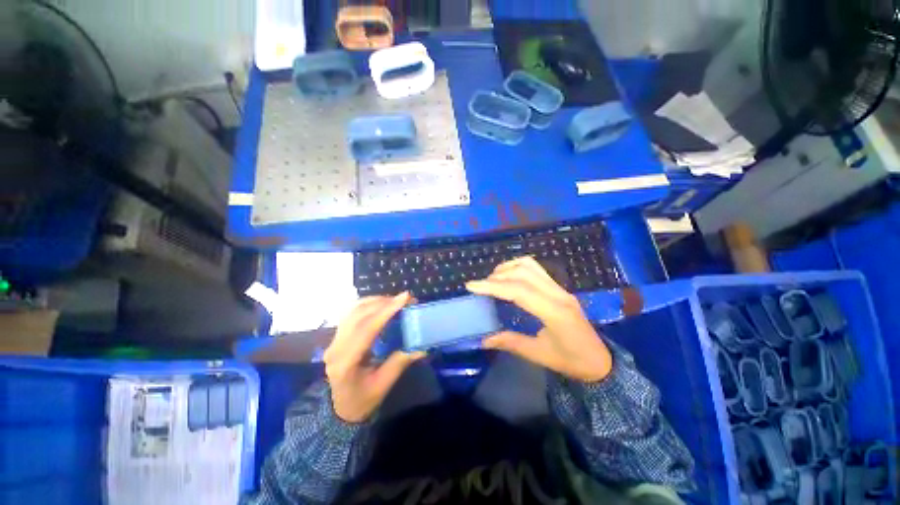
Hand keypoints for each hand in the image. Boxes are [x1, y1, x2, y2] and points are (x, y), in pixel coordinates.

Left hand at [323, 292, 425, 422]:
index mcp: (345, 362)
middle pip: (359, 314)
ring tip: (396, 301)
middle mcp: (335, 347)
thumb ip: (400, 362)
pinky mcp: (337, 335)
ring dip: (376, 301)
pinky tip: (382, 305)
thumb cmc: (362, 400)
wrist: (340, 408)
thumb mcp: (383, 385)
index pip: (367, 328)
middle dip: (384, 302)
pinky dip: (369, 304)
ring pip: (354, 310)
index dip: (387, 310)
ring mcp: (333, 340)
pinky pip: (352, 312)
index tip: (405, 297)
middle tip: (406, 299)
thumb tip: (422, 345)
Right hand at [466, 257, 612, 382]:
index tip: (471, 285)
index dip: (493, 286)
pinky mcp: (559, 288)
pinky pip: (536, 269)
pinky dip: (518, 268)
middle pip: (523, 272)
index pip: (519, 290)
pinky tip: (509, 278)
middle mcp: (558, 294)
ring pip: (530, 265)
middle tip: (480, 286)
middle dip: (497, 276)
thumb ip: (511, 343)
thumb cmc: (571, 361)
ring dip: (508, 267)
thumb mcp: (539, 355)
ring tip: (493, 279)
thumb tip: (484, 340)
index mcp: (554, 312)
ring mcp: (560, 288)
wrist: (601, 361)